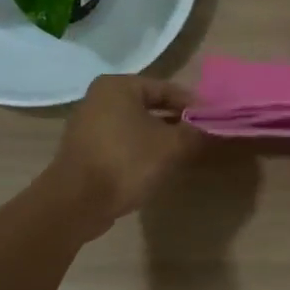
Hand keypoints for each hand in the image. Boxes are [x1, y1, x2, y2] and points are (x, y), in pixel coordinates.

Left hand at [43, 74, 201, 234]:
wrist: (76, 202)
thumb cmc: (126, 162)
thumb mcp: (170, 146)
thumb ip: (194, 132)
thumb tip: (211, 126)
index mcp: (118, 86)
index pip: (166, 89)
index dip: (193, 104)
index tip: (213, 120)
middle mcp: (99, 98)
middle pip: (150, 106)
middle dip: (176, 121)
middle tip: (200, 137)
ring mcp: (88, 125)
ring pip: (136, 126)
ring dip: (160, 137)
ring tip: (183, 153)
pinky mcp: (85, 150)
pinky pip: (122, 142)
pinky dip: (140, 150)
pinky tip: (156, 166)